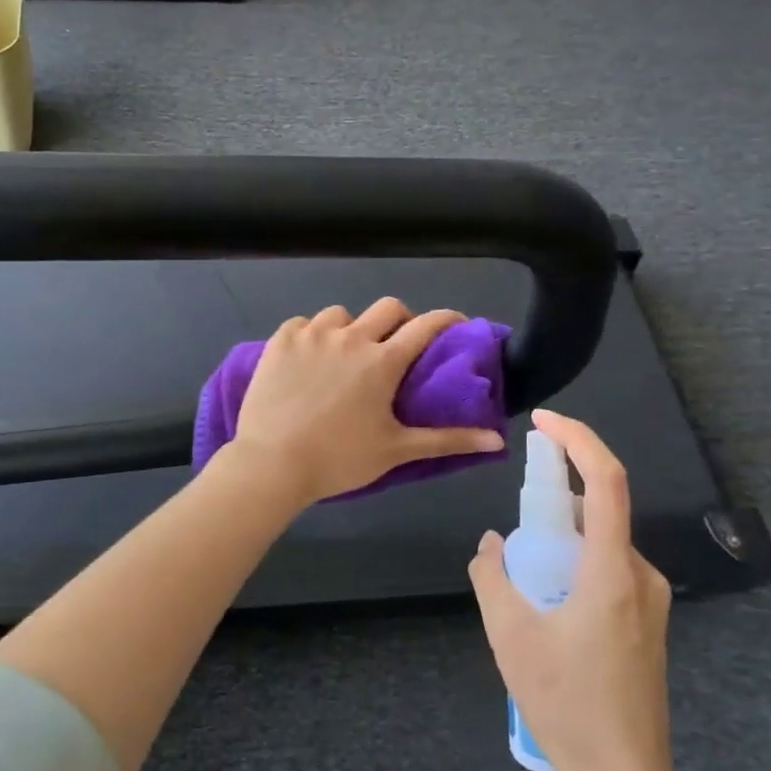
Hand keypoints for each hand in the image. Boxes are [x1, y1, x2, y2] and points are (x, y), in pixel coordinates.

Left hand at [228, 298, 504, 506]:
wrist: (272, 462)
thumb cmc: (339, 459)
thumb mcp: (396, 450)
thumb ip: (448, 440)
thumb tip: (498, 440)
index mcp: (383, 361)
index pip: (427, 326)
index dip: (447, 319)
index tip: (457, 324)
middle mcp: (351, 337)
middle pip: (388, 308)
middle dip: (400, 320)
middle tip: (396, 345)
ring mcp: (313, 335)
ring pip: (341, 314)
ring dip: (352, 328)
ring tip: (345, 354)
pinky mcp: (281, 340)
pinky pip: (303, 323)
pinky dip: (312, 334)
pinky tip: (308, 357)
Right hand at [469, 410, 677, 770]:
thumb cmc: (566, 704)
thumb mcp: (509, 635)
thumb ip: (492, 576)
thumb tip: (492, 543)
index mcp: (613, 572)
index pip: (607, 482)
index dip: (579, 440)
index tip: (544, 422)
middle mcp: (641, 576)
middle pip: (600, 510)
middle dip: (555, 499)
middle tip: (515, 523)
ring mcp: (650, 600)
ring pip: (601, 542)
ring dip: (561, 538)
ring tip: (524, 578)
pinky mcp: (648, 621)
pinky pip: (608, 568)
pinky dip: (575, 562)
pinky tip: (547, 602)